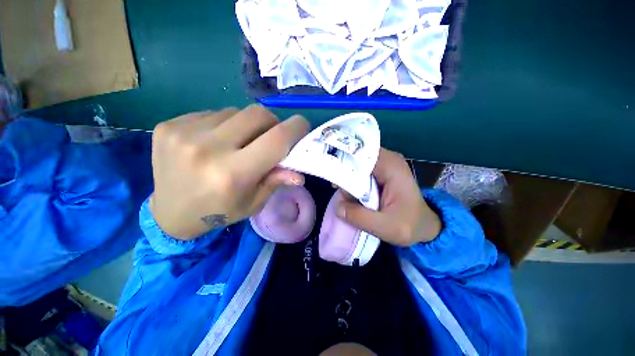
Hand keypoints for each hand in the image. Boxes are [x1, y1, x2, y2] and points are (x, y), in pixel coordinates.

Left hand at [150, 105, 309, 238]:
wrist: (169, 213)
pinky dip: (223, 125)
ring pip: (235, 112)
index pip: (277, 139)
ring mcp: (183, 133)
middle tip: (270, 136)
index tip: (302, 126)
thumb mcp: (254, 202)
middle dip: (272, 123)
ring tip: (237, 143)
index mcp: (234, 174)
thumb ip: (277, 181)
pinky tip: (214, 142)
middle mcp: (208, 149)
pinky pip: (212, 114)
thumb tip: (299, 172)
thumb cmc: (220, 211)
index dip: (296, 128)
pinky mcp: (168, 126)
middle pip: (258, 114)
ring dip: (245, 125)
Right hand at [336, 148, 440, 245]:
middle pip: (357, 157)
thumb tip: (338, 206)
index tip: (332, 176)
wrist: (423, 226)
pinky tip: (353, 195)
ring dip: (348, 179)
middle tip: (339, 191)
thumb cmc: (409, 225)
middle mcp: (387, 159)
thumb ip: (360, 217)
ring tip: (349, 198)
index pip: (361, 154)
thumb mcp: (385, 227)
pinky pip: (360, 171)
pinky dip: (353, 181)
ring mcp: (384, 164)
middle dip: (345, 173)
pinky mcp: (380, 171)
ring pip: (357, 164)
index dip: (344, 162)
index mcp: (391, 166)